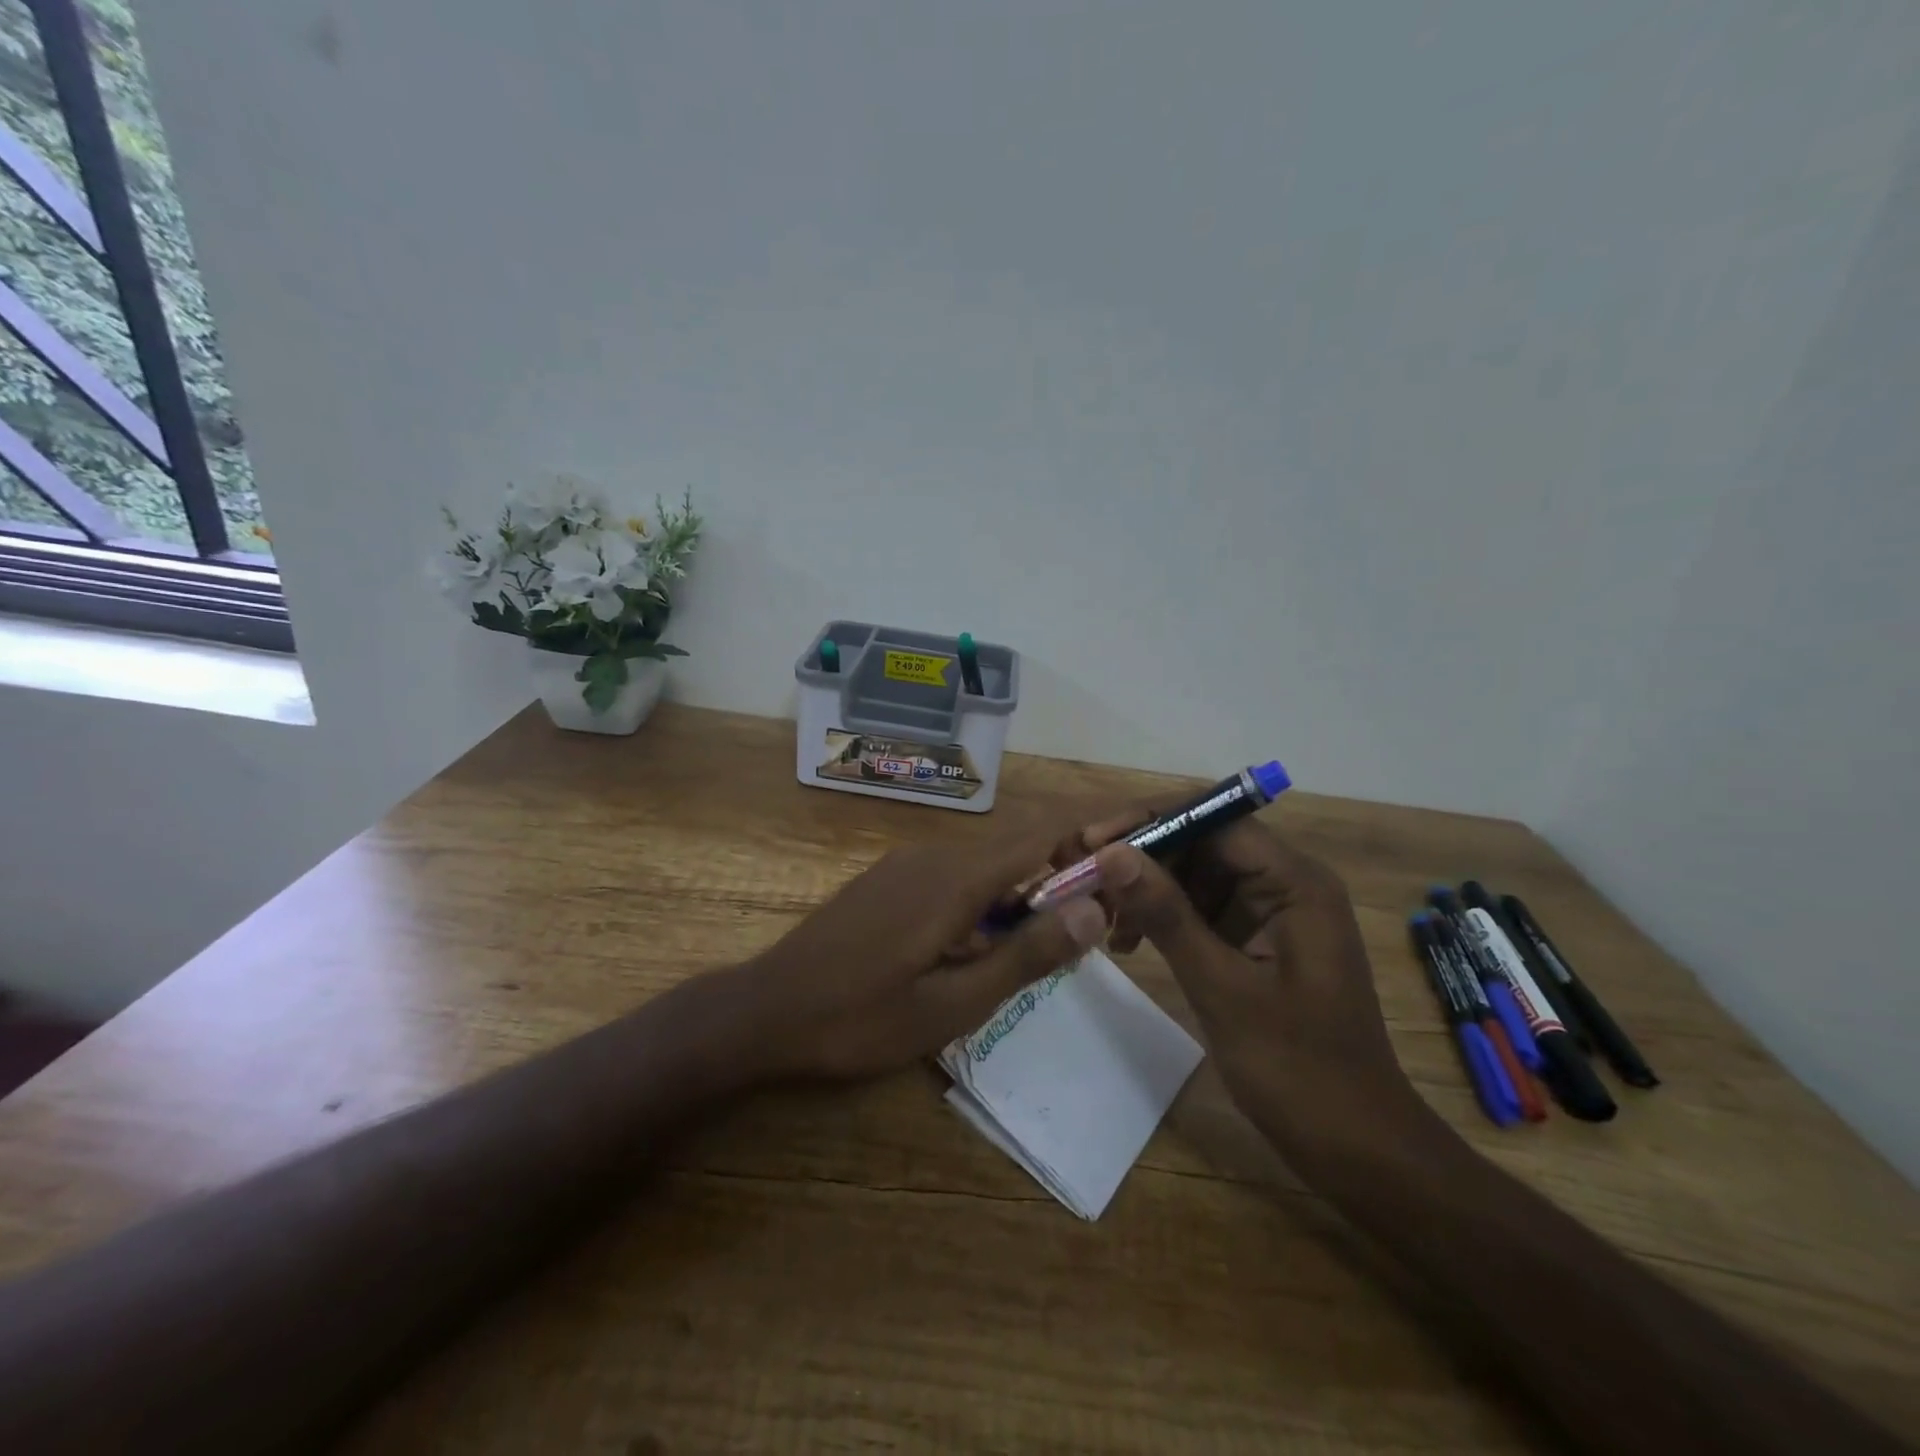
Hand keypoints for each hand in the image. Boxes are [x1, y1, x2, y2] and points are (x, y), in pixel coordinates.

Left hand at [734, 819, 1109, 1080]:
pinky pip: (956, 878)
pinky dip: (989, 900)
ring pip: (987, 865)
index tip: (1140, 833)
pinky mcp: (889, 882)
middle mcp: (935, 855)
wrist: (764, 1011)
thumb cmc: (860, 1018)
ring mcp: (907, 865)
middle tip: (1101, 919)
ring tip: (1051, 941)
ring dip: (1026, 892)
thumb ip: (1024, 955)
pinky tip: (986, 945)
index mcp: (957, 878)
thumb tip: (1092, 910)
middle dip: (1066, 872)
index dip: (1095, 829)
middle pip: (1019, 847)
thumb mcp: (952, 1004)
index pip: (1043, 833)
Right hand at [1076, 812, 1422, 1159]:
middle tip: (1084, 881)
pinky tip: (1127, 943)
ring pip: (1193, 873)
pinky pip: (1199, 908)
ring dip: (1145, 888)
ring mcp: (1269, 911)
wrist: (1354, 1145)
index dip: (1150, 822)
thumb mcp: (1222, 988)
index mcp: (1294, 882)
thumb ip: (1166, 914)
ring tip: (1101, 919)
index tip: (1093, 842)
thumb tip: (1111, 853)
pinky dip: (1160, 917)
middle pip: (1200, 841)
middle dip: (1141, 856)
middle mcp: (1284, 883)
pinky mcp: (1254, 938)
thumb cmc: (1298, 1069)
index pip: (1214, 819)